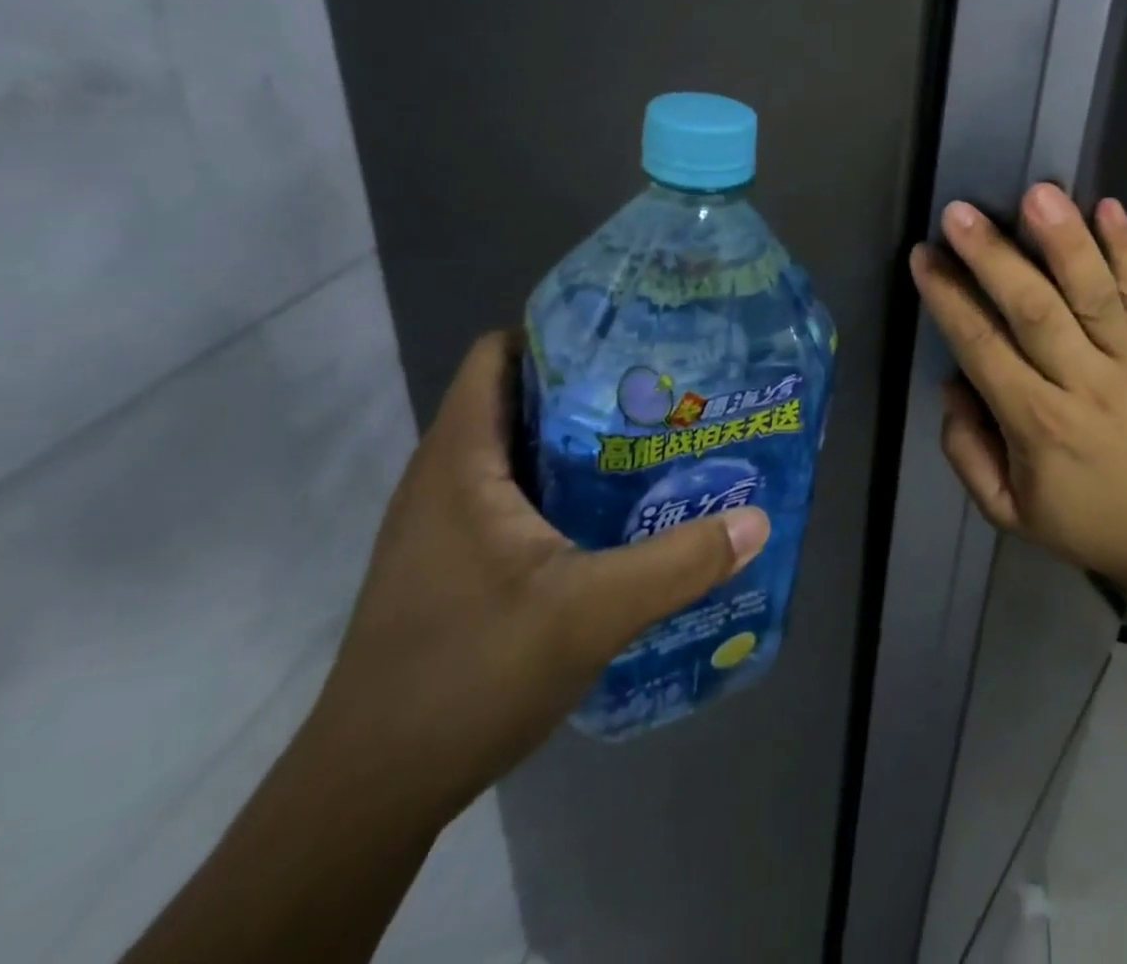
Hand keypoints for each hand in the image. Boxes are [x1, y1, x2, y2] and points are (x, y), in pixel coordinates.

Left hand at [307, 333, 769, 822]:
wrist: (371, 792)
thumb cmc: (467, 677)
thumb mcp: (588, 614)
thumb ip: (676, 565)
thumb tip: (755, 522)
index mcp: (461, 461)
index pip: (499, 355)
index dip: (560, 333)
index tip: (631, 340)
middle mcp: (446, 477)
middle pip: (520, 397)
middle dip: (591, 386)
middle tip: (664, 390)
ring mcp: (446, 521)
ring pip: (520, 450)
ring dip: (581, 440)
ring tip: (654, 439)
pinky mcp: (456, 559)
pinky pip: (516, 493)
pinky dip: (565, 485)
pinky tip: (616, 510)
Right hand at [908, 185, 1126, 604]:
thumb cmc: (1094, 520)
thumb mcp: (1011, 513)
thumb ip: (967, 453)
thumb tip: (952, 384)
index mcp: (1039, 426)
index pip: (984, 349)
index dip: (949, 300)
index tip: (923, 257)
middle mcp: (1085, 383)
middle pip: (1033, 310)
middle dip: (993, 258)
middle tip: (958, 213)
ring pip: (1092, 292)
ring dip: (1064, 240)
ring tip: (1037, 193)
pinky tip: (1108, 205)